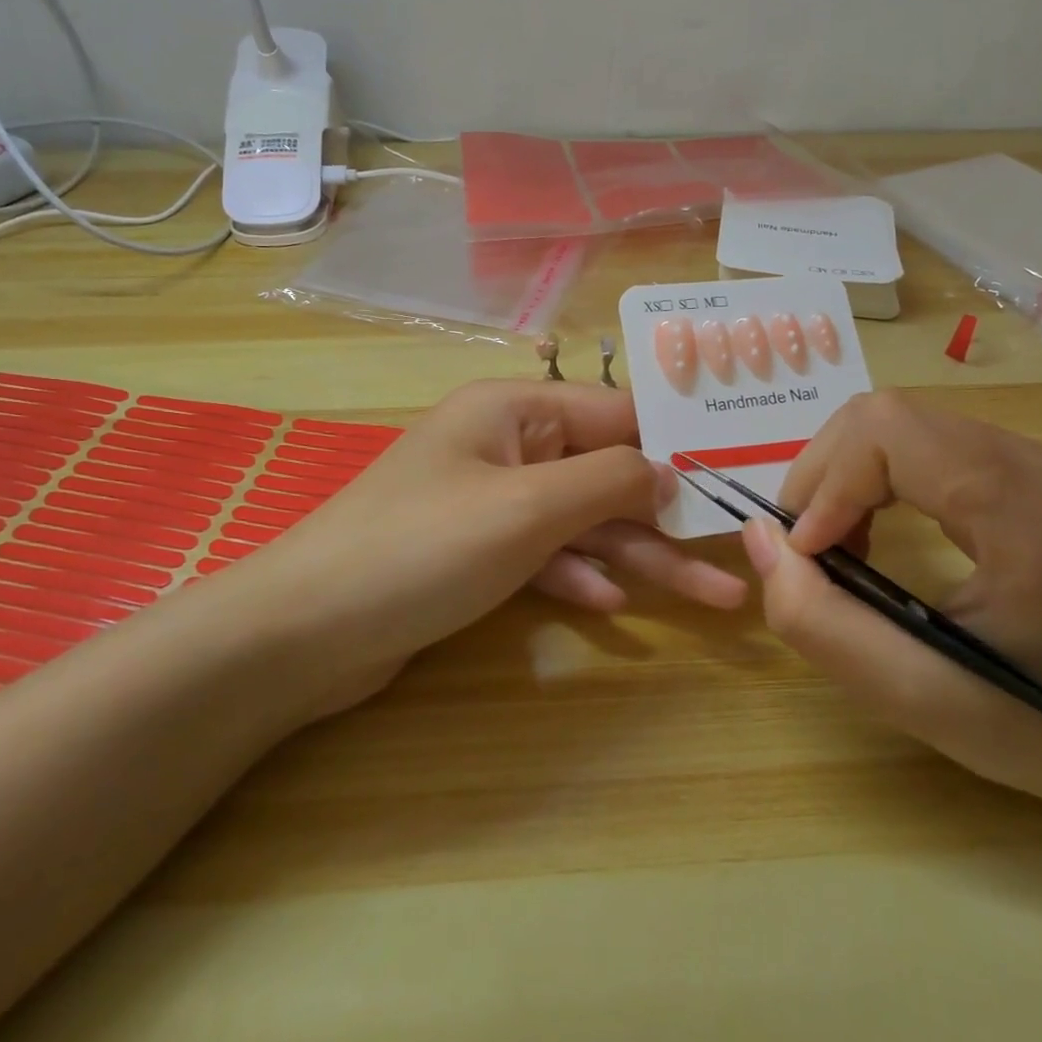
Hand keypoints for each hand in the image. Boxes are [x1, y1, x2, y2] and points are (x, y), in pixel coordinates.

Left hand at [250, 380, 746, 714]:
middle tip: (736, 555)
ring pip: (581, 521)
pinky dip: (578, 574)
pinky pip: (544, 554)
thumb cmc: (423, 548)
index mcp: (513, 409)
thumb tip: (666, 470)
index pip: (614, 411)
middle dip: (666, 516)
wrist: (306, 632)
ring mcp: (489, 501)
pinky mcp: (475, 553)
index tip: (734, 473)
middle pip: (603, 472)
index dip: (673, 442)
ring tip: (712, 598)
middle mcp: (504, 445)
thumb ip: (607, 480)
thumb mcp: (528, 507)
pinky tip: (612, 605)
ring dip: (638, 556)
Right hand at [741, 389, 1041, 820]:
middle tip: (808, 546)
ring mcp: (1039, 459)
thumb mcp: (917, 696)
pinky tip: (875, 529)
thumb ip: (819, 618)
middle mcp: (1037, 462)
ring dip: (845, 474)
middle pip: (886, 415)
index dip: (825, 484)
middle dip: (824, 473)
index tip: (806, 554)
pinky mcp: (1030, 471)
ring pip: (899, 421)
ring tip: (836, 542)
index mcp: (1026, 510)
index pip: (888, 433)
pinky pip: (924, 442)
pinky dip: (876, 476)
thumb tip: (760, 536)